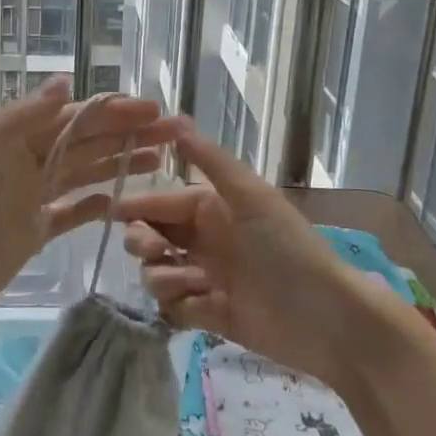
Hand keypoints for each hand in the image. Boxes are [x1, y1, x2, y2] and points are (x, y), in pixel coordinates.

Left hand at [0, 77, 177, 361]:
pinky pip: (69, 213)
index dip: (114, 113)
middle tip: (177, 134)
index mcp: (10, 141)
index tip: (155, 111)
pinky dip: (95, 204)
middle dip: (128, 135)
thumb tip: (65, 82)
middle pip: (84, 144)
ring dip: (120, 164)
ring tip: (164, 160)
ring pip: (82, 174)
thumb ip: (19, 121)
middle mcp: (22, 164)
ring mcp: (26, 201)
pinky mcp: (27, 236)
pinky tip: (123, 201)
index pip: (72, 119)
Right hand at [114, 122, 394, 388]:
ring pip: (159, 272)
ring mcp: (208, 279)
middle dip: (143, 241)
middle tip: (154, 251)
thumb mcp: (250, 196)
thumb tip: (176, 118)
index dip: (138, 205)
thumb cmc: (288, 247)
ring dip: (164, 276)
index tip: (109, 211)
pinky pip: (176, 308)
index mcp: (214, 209)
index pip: (164, 202)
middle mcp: (206, 241)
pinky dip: (181, 306)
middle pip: (153, 236)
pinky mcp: (212, 316)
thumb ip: (211, 160)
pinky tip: (203, 306)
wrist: (326, 317)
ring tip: (191, 282)